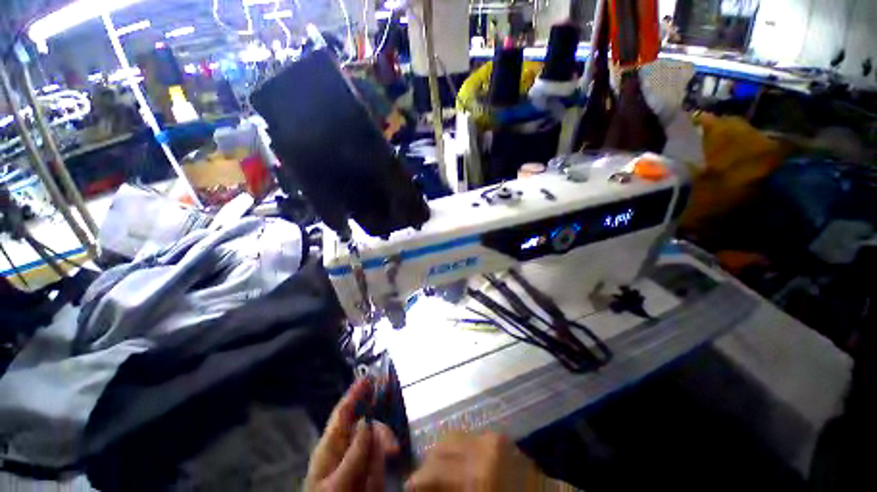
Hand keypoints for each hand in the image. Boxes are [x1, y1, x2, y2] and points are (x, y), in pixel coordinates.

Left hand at [306, 378, 399, 491]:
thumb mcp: (338, 484)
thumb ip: (354, 454)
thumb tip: (367, 420)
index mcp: (330, 447)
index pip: (342, 413)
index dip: (355, 393)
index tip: (369, 376)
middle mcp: (344, 448)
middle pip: (364, 423)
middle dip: (380, 426)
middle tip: (393, 441)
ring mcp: (357, 459)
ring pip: (376, 437)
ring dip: (386, 442)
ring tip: (393, 456)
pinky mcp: (368, 470)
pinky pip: (380, 454)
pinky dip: (387, 451)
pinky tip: (392, 457)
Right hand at [405, 432, 545, 490]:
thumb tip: (421, 489)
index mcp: (475, 475)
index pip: (431, 472)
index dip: (415, 483)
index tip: (409, 490)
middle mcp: (480, 448)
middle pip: (439, 449)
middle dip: (427, 467)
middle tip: (424, 484)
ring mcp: (490, 437)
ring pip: (451, 438)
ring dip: (441, 455)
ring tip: (440, 473)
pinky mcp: (497, 434)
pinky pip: (467, 437)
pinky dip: (457, 449)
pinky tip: (459, 465)